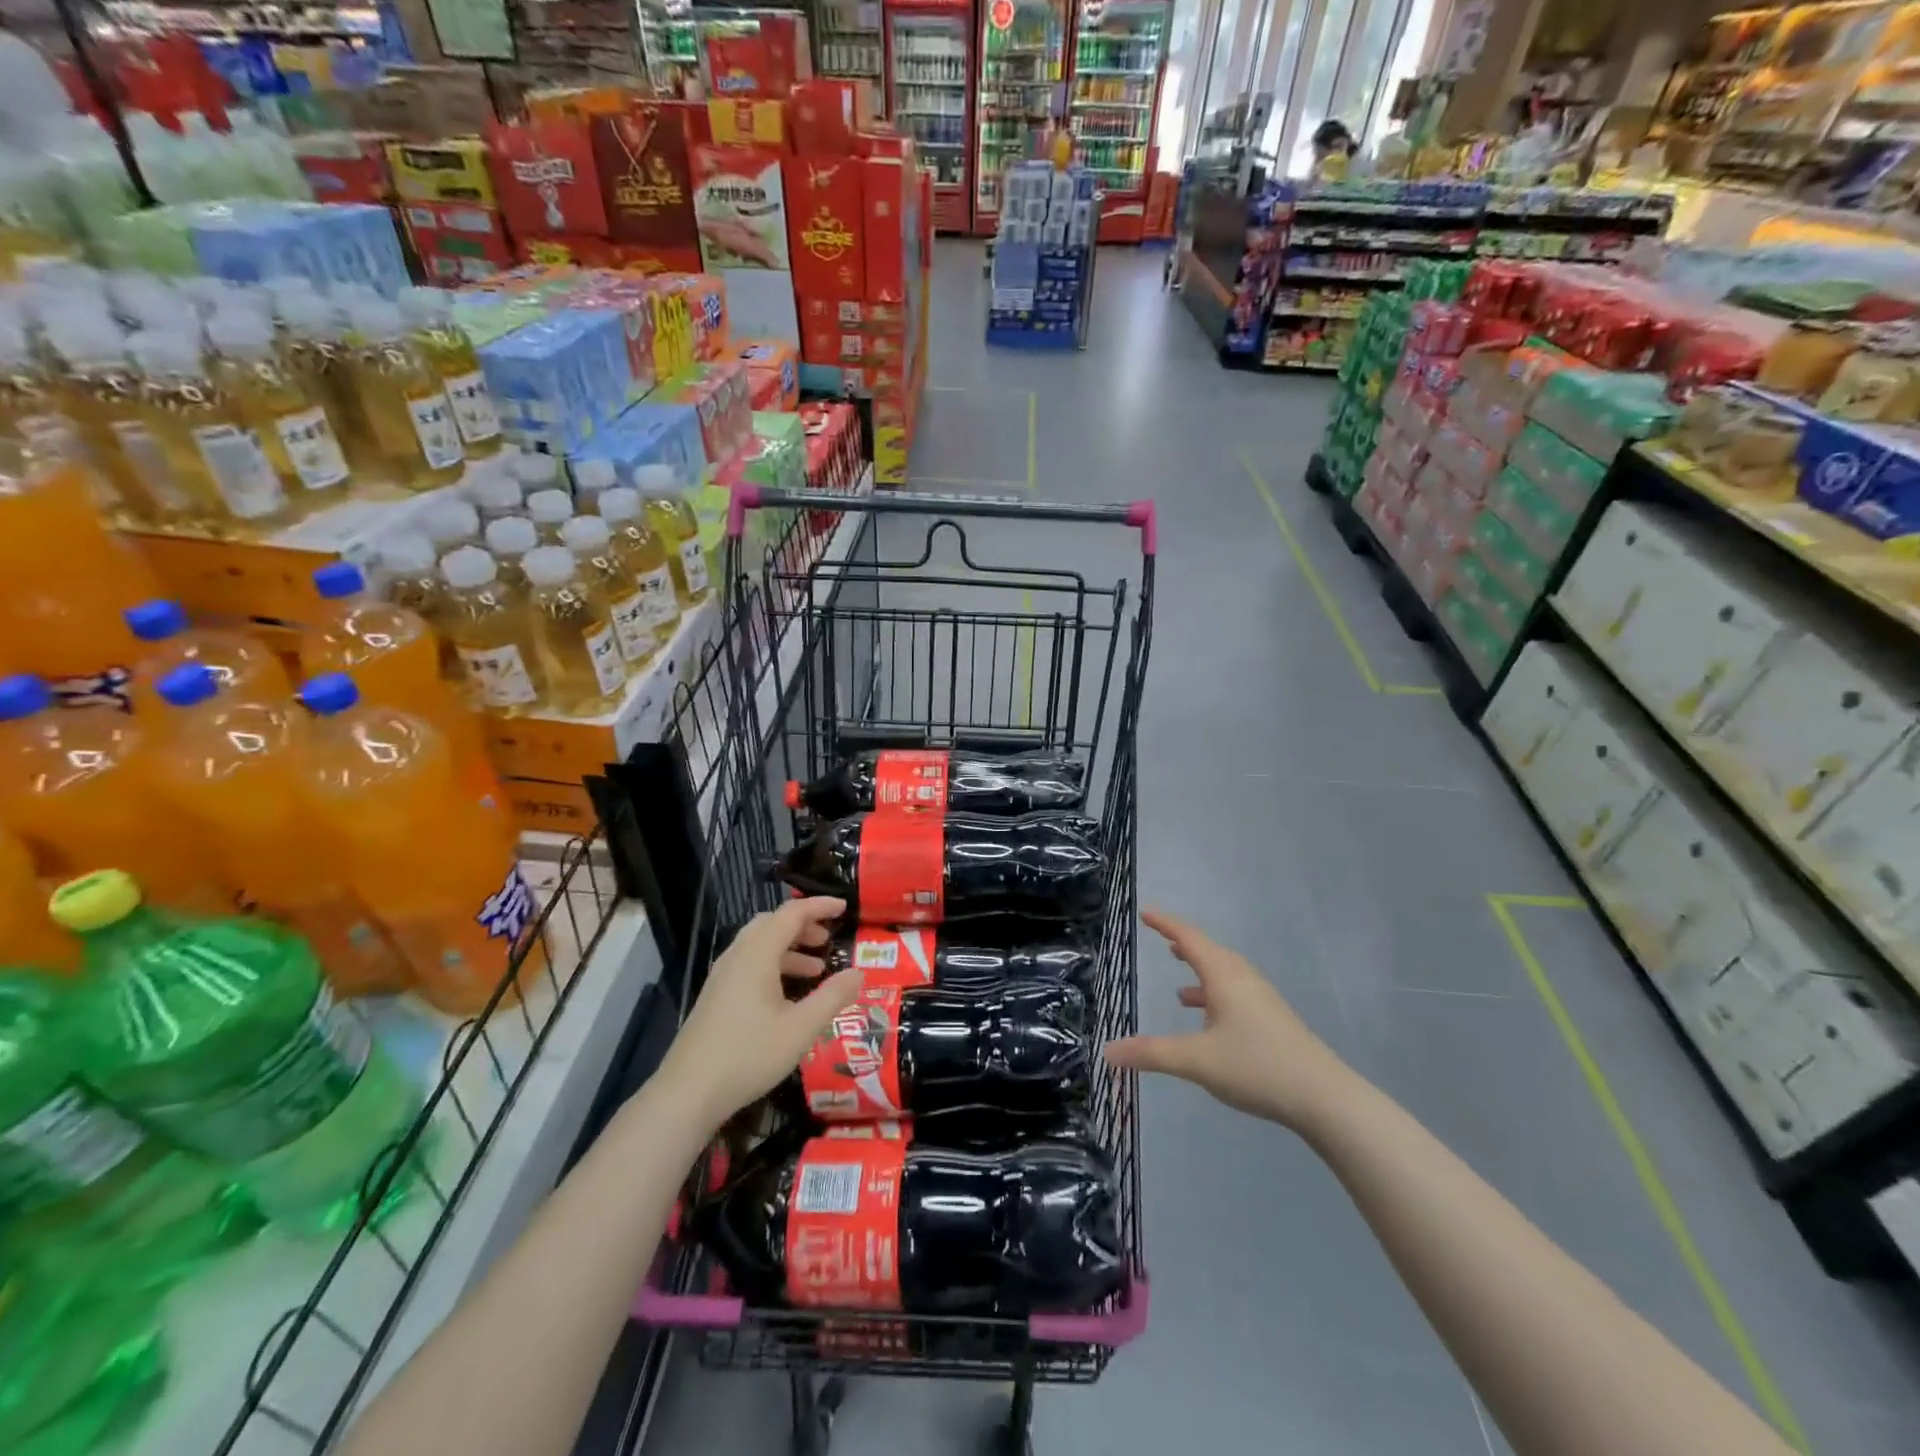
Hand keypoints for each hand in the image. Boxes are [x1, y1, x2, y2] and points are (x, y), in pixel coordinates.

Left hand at [659, 897, 861, 1128]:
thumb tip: (859, 972)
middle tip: (827, 939)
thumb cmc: (749, 1055)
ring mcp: (722, 977)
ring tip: (816, 969)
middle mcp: (737, 957)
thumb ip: (833, 997)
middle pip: (772, 923)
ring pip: (759, 944)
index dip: (819, 906)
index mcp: (757, 955)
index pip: (791, 913)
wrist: (688, 1093)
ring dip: (789, 947)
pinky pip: (749, 963)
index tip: (844, 908)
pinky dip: (774, 964)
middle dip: (803, 925)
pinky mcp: (716, 996)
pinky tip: (786, 995)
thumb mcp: (801, 1028)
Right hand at [1105, 909, 1352, 1129]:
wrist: (1325, 1097)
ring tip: (1179, 983)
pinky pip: (1235, 992)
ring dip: (1200, 971)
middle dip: (1183, 944)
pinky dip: (1214, 994)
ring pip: (1225, 974)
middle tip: (1161, 938)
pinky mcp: (1272, 1020)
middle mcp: (1243, 979)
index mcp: (1224, 976)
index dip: (1165, 924)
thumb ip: (1151, 1054)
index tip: (1145, 912)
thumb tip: (1108, 1051)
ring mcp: (1262, 999)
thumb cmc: (1256, 1067)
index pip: (1189, 938)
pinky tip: (1208, 1019)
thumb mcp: (1197, 1061)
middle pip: (1209, 951)